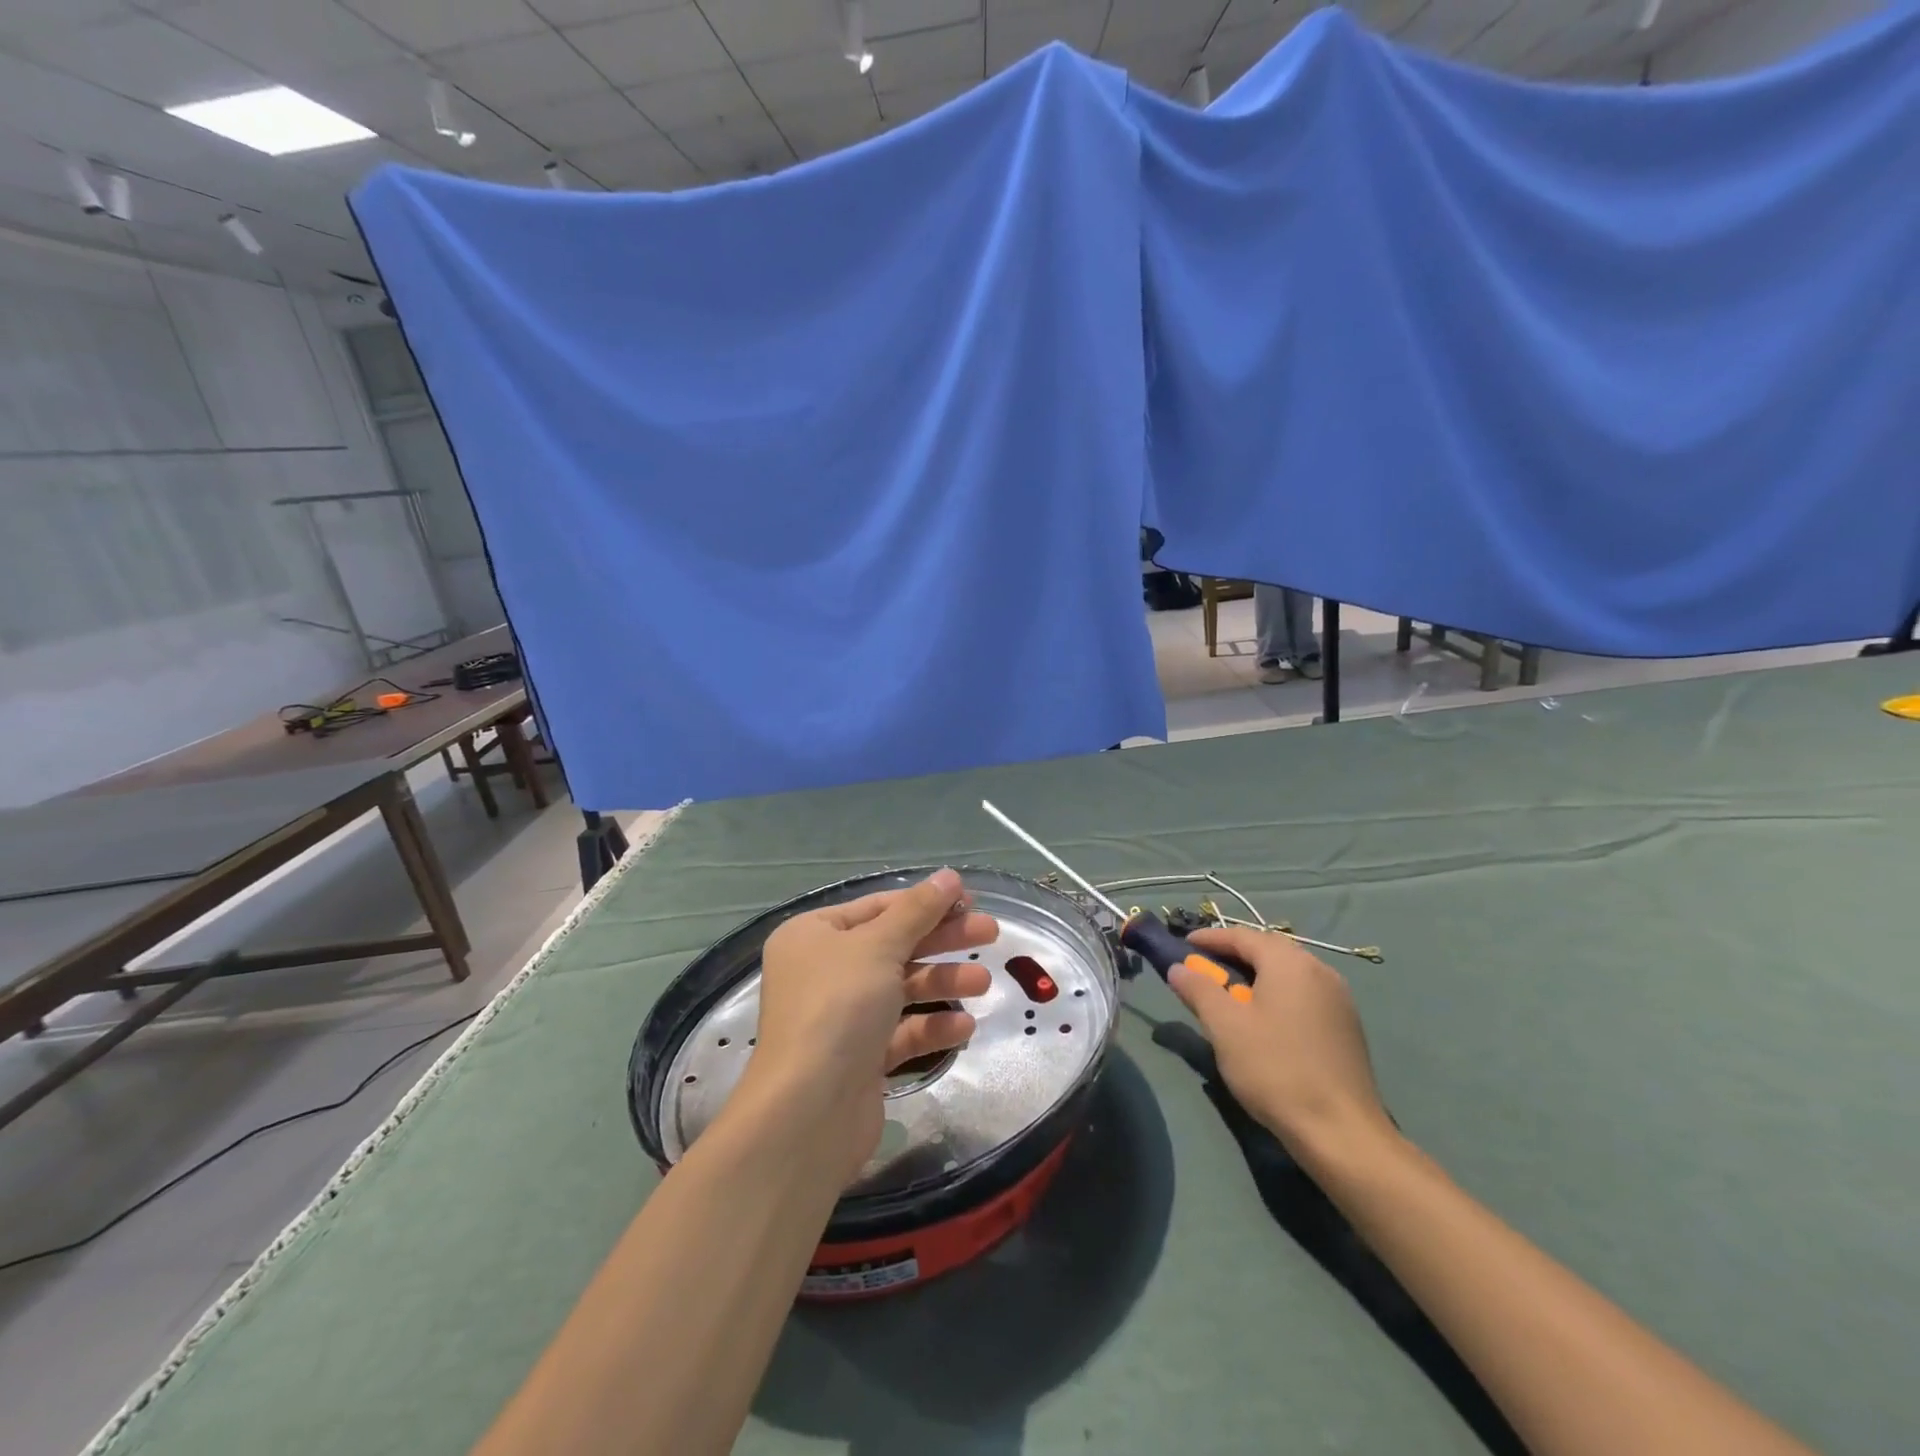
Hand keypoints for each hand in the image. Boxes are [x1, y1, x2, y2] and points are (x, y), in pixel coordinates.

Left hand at [745, 868, 996, 1182]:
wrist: (808, 1113)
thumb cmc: (838, 1008)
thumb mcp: (879, 947)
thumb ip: (918, 910)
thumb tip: (950, 876)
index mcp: (813, 935)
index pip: (877, 908)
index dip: (924, 902)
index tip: (969, 899)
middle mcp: (823, 972)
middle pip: (894, 945)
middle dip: (943, 940)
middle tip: (991, 933)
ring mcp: (841, 1017)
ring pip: (901, 988)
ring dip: (943, 983)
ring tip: (984, 984)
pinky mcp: (859, 1058)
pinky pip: (901, 1031)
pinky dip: (931, 1027)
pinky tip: (964, 1028)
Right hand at [1169, 925, 1394, 1164]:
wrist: (1341, 1132)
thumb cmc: (1275, 1069)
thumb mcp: (1224, 1026)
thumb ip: (1199, 989)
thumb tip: (1179, 967)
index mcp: (1290, 963)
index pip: (1243, 936)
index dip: (1210, 938)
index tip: (1184, 945)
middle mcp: (1319, 970)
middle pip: (1269, 950)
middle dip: (1233, 955)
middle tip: (1204, 970)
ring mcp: (1339, 999)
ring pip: (1288, 973)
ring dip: (1257, 976)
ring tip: (1230, 995)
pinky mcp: (1347, 1026)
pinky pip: (1304, 994)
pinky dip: (1278, 995)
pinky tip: (1265, 1020)